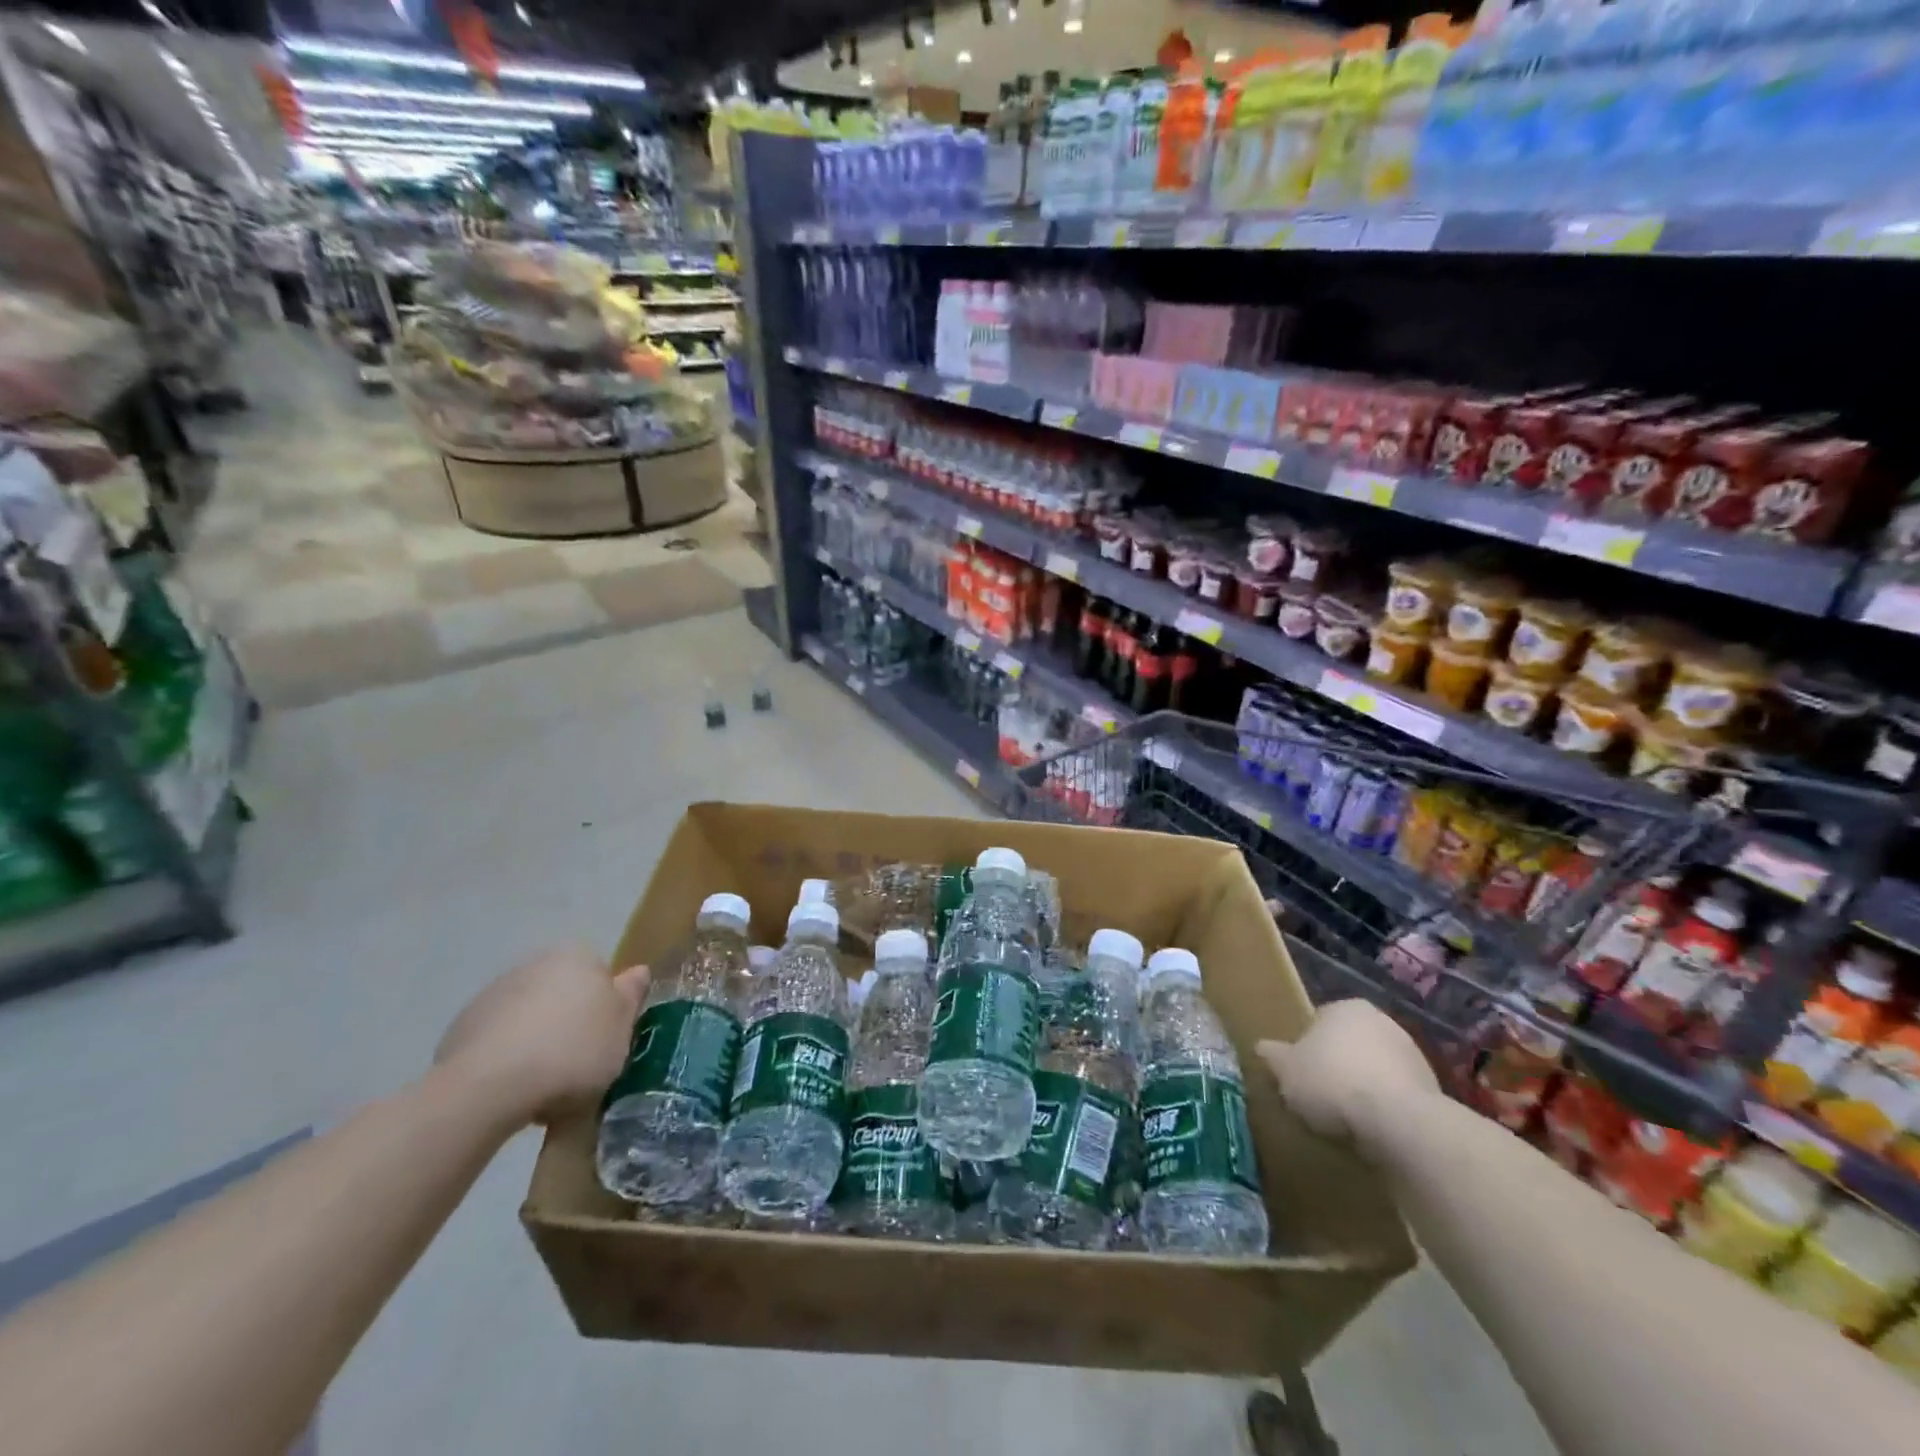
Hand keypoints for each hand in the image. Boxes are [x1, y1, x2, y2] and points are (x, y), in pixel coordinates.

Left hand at [433, 947, 648, 1124]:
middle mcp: (535, 963)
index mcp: (577, 956)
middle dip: (571, 1024)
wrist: (489, 1087)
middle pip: (565, 995)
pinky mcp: (462, 1028)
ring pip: (531, 1018)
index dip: (607, 1011)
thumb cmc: (573, 1050)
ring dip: (539, 1042)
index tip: (607, 1043)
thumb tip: (638, 971)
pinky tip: (513, 1090)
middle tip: (581, 1066)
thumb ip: (631, 995)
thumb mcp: (622, 1027)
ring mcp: (494, 994)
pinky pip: (498, 1042)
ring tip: (545, 1087)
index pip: (601, 977)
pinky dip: (508, 1060)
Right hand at [1257, 1000, 1437, 1151]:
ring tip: (1345, 1121)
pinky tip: (1372, 1131)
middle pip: (1348, 1044)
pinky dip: (1385, 1109)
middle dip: (1337, 1066)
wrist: (1400, 1123)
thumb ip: (1273, 1056)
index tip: (1300, 1075)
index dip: (1306, 1049)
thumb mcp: (1286, 1070)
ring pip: (1375, 1070)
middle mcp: (1382, 1021)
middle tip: (1319, 1096)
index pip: (1318, 1021)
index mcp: (1346, 1007)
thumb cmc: (1333, 1082)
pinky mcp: (1433, 1090)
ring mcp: (1413, 1055)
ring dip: (1363, 1089)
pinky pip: (1397, 1097)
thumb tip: (1261, 1048)